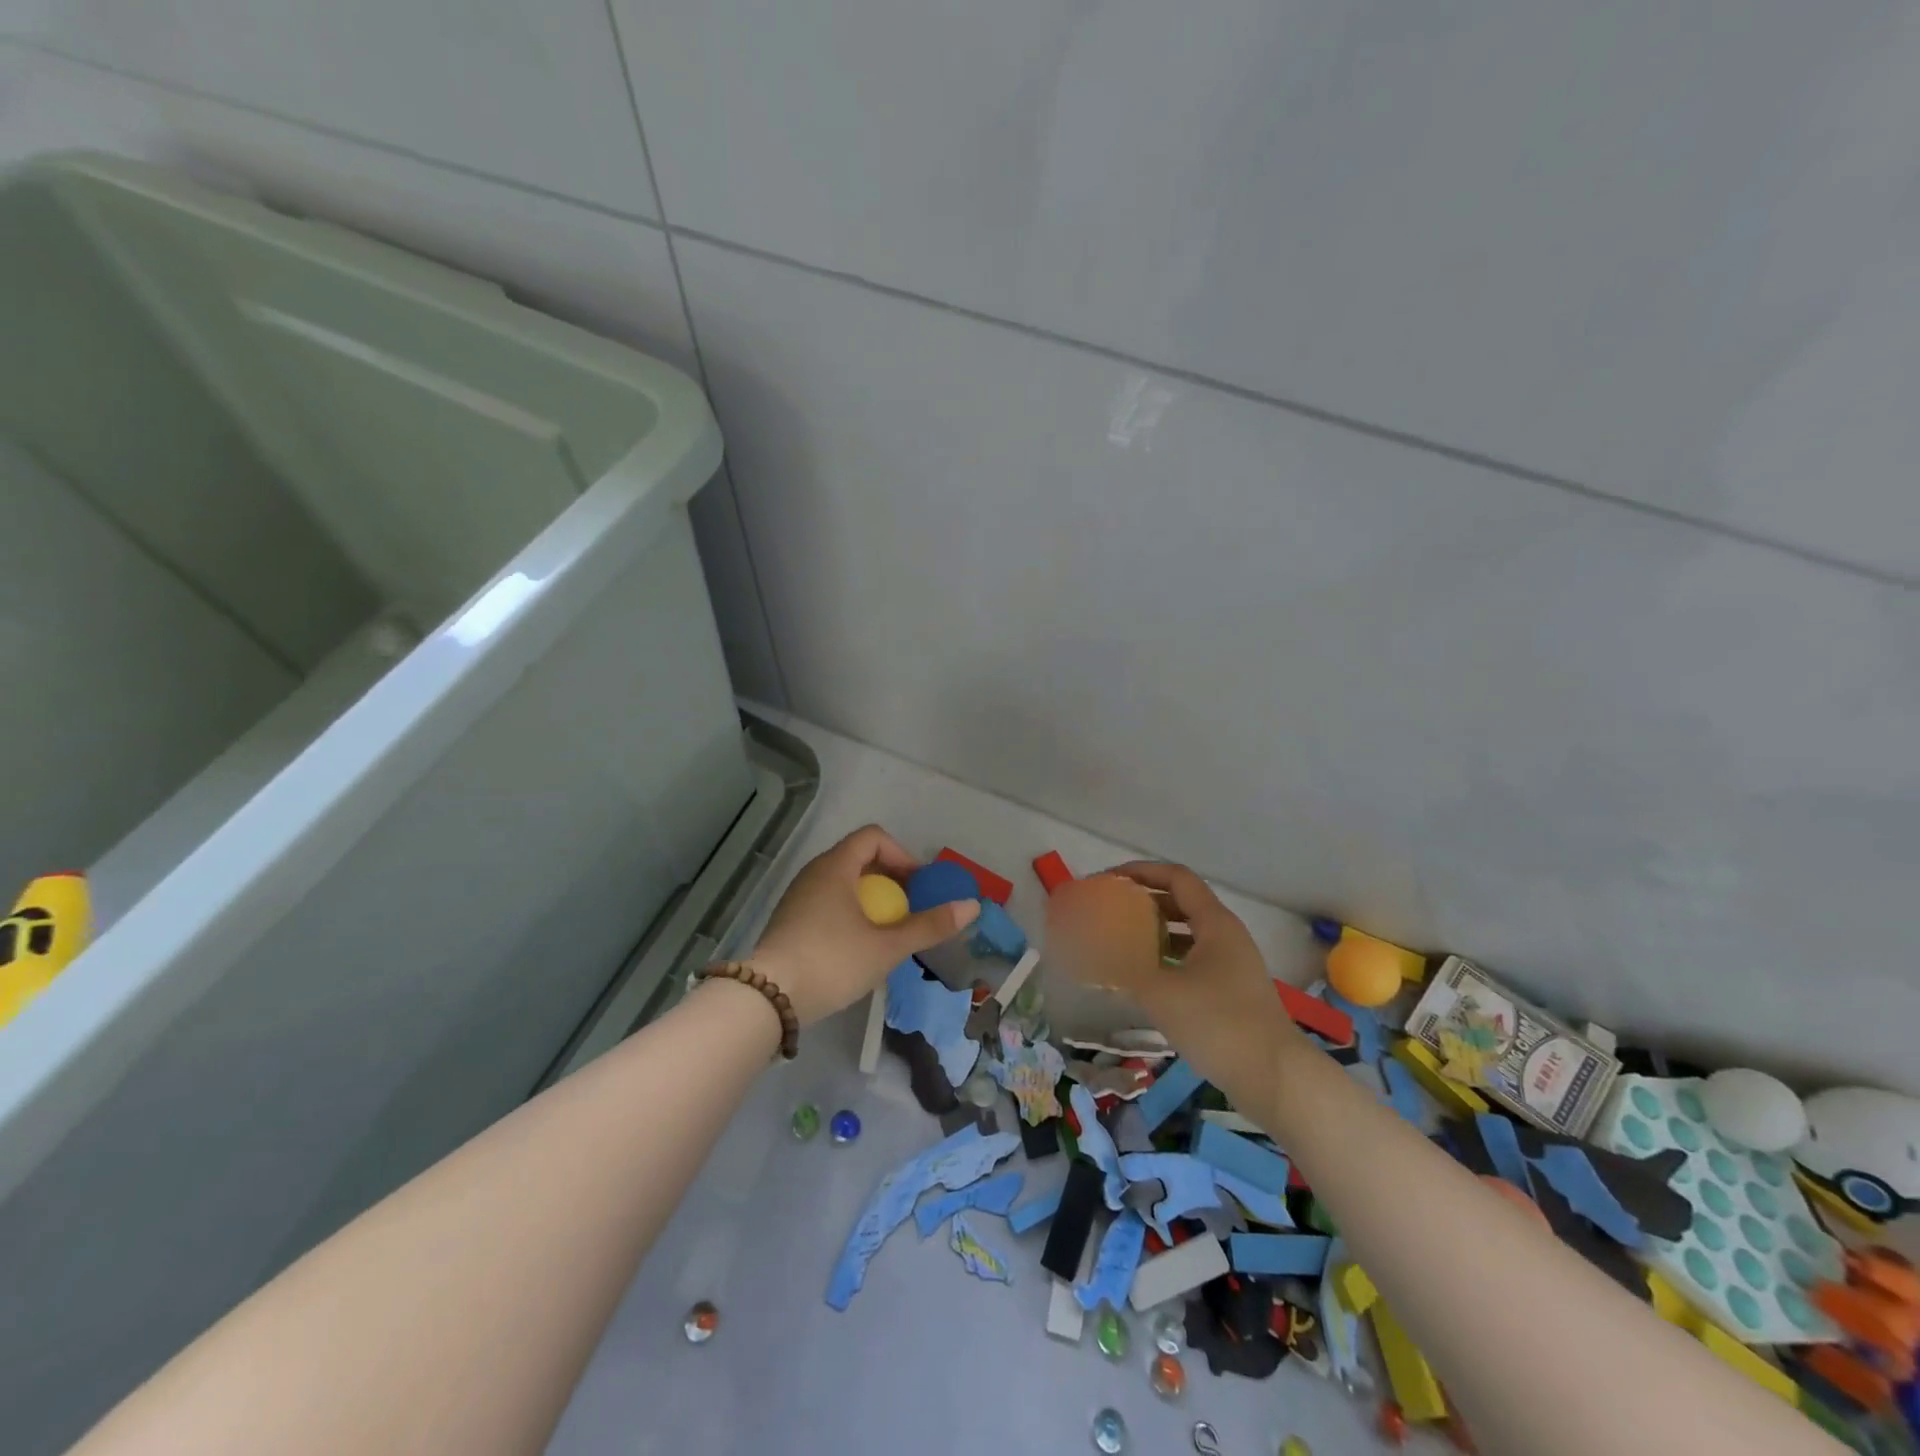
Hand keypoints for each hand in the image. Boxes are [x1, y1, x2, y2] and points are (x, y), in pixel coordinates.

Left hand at [748, 825, 979, 1025]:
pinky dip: (849, 912)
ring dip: (870, 899)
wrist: (768, 999)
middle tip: (907, 911)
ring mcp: (797, 896)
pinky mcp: (789, 920)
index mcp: (836, 866)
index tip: (917, 888)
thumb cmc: (833, 961)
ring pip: (842, 882)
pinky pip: (827, 901)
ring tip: (886, 931)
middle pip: (859, 858)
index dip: (902, 856)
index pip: (874, 837)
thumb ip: (929, 925)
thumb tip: (972, 905)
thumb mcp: (887, 946)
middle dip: (890, 880)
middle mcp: (814, 873)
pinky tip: (856, 947)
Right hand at [1107, 861, 1303, 1112]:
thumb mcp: (1161, 993)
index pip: (1176, 877)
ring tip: (1121, 940)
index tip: (1109, 880)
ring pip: (1188, 933)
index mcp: (1214, 923)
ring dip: (1156, 931)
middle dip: (1145, 901)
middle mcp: (1226, 936)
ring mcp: (1233, 965)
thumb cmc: (1218, 1023)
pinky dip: (1168, 959)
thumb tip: (1093, 952)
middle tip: (1111, 910)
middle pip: (1182, 902)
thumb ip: (1124, 967)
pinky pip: (1194, 960)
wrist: (1276, 1078)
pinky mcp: (1232, 991)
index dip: (1142, 872)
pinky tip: (1146, 978)